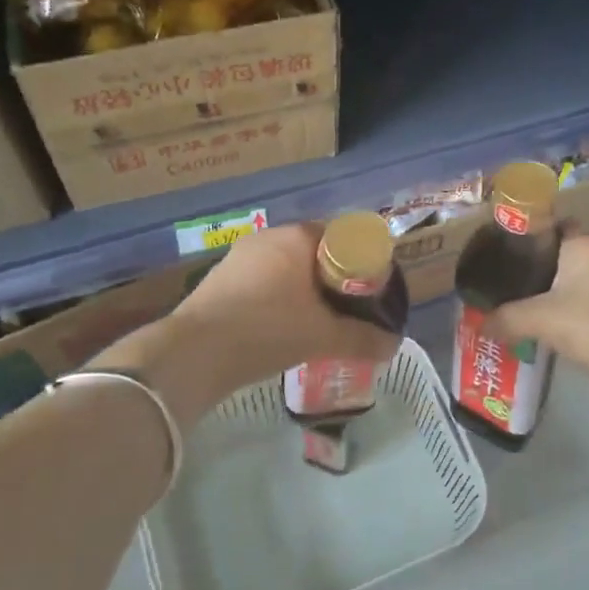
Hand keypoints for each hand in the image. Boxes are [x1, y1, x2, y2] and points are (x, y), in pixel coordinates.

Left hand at [172, 222, 401, 386]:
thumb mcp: (323, 337)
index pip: (342, 237)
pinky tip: (283, 327)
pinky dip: (278, 298)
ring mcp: (239, 257)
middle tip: (350, 309)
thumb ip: (362, 339)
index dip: (361, 262)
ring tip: (319, 322)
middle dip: (334, 279)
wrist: (194, 352)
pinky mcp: (219, 279)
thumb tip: (394, 345)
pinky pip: (262, 282)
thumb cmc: (267, 330)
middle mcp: (268, 237)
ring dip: (305, 290)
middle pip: (314, 253)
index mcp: (298, 237)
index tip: (370, 290)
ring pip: (286, 268)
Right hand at [484, 232, 588, 385]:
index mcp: (586, 244)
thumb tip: (478, 324)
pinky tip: (572, 330)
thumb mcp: (538, 321)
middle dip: (549, 268)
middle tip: (519, 287)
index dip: (534, 236)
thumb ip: (504, 319)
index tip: (511, 254)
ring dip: (571, 291)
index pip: (557, 225)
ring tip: (542, 311)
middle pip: (572, 253)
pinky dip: (588, 309)